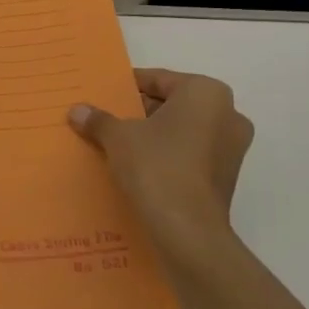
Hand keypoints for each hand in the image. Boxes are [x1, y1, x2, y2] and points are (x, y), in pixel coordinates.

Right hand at [68, 68, 252, 270]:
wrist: (186, 230)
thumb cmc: (156, 166)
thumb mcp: (118, 137)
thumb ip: (99, 120)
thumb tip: (77, 110)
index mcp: (206, 93)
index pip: (159, 79)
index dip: (128, 86)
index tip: (105, 94)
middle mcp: (228, 114)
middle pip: (173, 104)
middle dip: (141, 112)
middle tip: (108, 120)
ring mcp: (232, 148)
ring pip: (183, 131)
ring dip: (155, 136)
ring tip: (119, 145)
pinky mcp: (226, 177)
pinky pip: (191, 156)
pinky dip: (168, 156)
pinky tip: (139, 168)